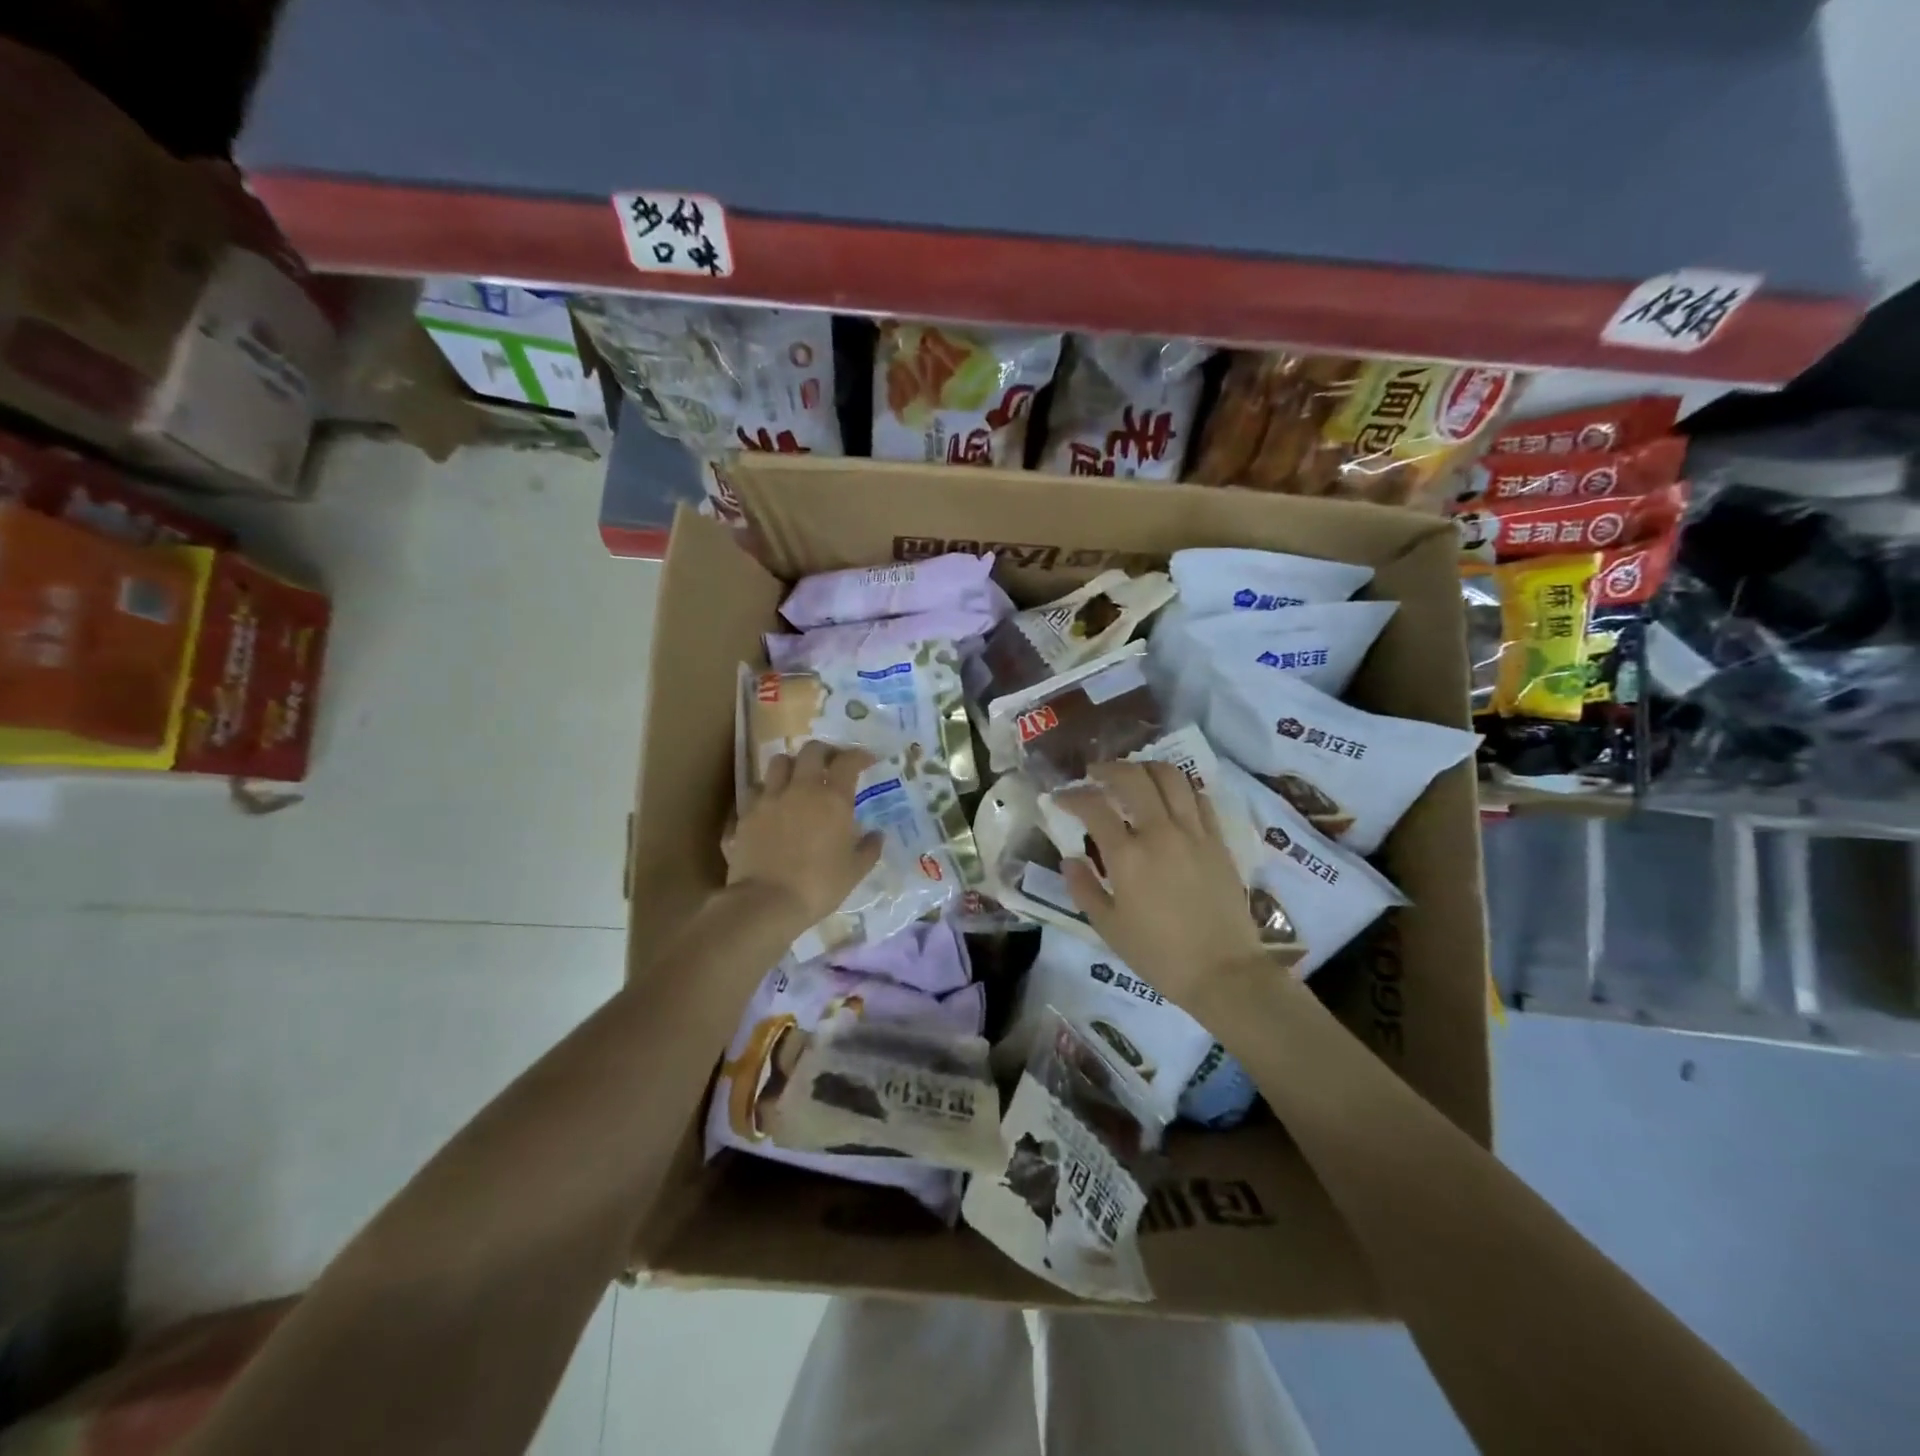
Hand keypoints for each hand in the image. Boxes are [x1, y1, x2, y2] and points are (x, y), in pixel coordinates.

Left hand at [726, 741, 882, 931]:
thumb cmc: (819, 886)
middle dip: (824, 752)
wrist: (766, 902)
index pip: (847, 761)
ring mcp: (768, 799)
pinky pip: (754, 792)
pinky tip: (769, 806)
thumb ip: (869, 848)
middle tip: (831, 763)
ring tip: (796, 779)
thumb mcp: (855, 871)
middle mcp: (800, 789)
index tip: (866, 760)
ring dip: (791, 766)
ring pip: (778, 763)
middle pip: (811, 751)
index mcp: (832, 798)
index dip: (859, 756)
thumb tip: (877, 834)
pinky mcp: (744, 815)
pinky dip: (765, 793)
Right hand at [1057, 762, 1264, 1006]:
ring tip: (1133, 775)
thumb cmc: (1159, 955)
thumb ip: (1084, 888)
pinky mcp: (1218, 840)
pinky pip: (1199, 799)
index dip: (1072, 796)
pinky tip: (1170, 797)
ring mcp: (1194, 833)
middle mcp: (1160, 833)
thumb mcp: (1108, 928)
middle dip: (1108, 769)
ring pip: (1171, 777)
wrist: (1224, 973)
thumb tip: (1070, 859)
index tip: (1061, 798)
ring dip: (1146, 768)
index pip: (1094, 807)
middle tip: (1094, 774)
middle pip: (1133, 778)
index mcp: (1127, 856)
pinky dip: (1180, 789)